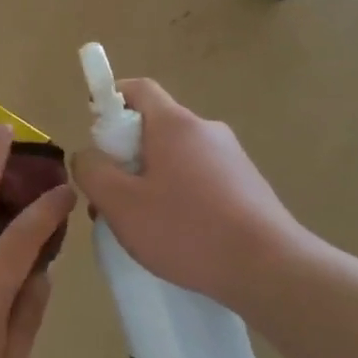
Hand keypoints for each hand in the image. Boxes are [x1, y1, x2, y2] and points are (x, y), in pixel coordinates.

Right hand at [70, 79, 309, 306]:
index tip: (96, 136)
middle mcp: (206, 130)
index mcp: (175, 124)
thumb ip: (93, 172)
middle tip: (111, 196)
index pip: (138, 89)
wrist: (270, 268)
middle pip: (155, 127)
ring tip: (141, 226)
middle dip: (126, 156)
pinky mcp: (248, 186)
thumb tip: (87, 155)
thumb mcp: (121, 204)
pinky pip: (200, 179)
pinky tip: (178, 236)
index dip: (110, 101)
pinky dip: (180, 196)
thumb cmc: (187, 230)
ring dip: (151, 181)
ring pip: (176, 157)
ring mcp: (232, 158)